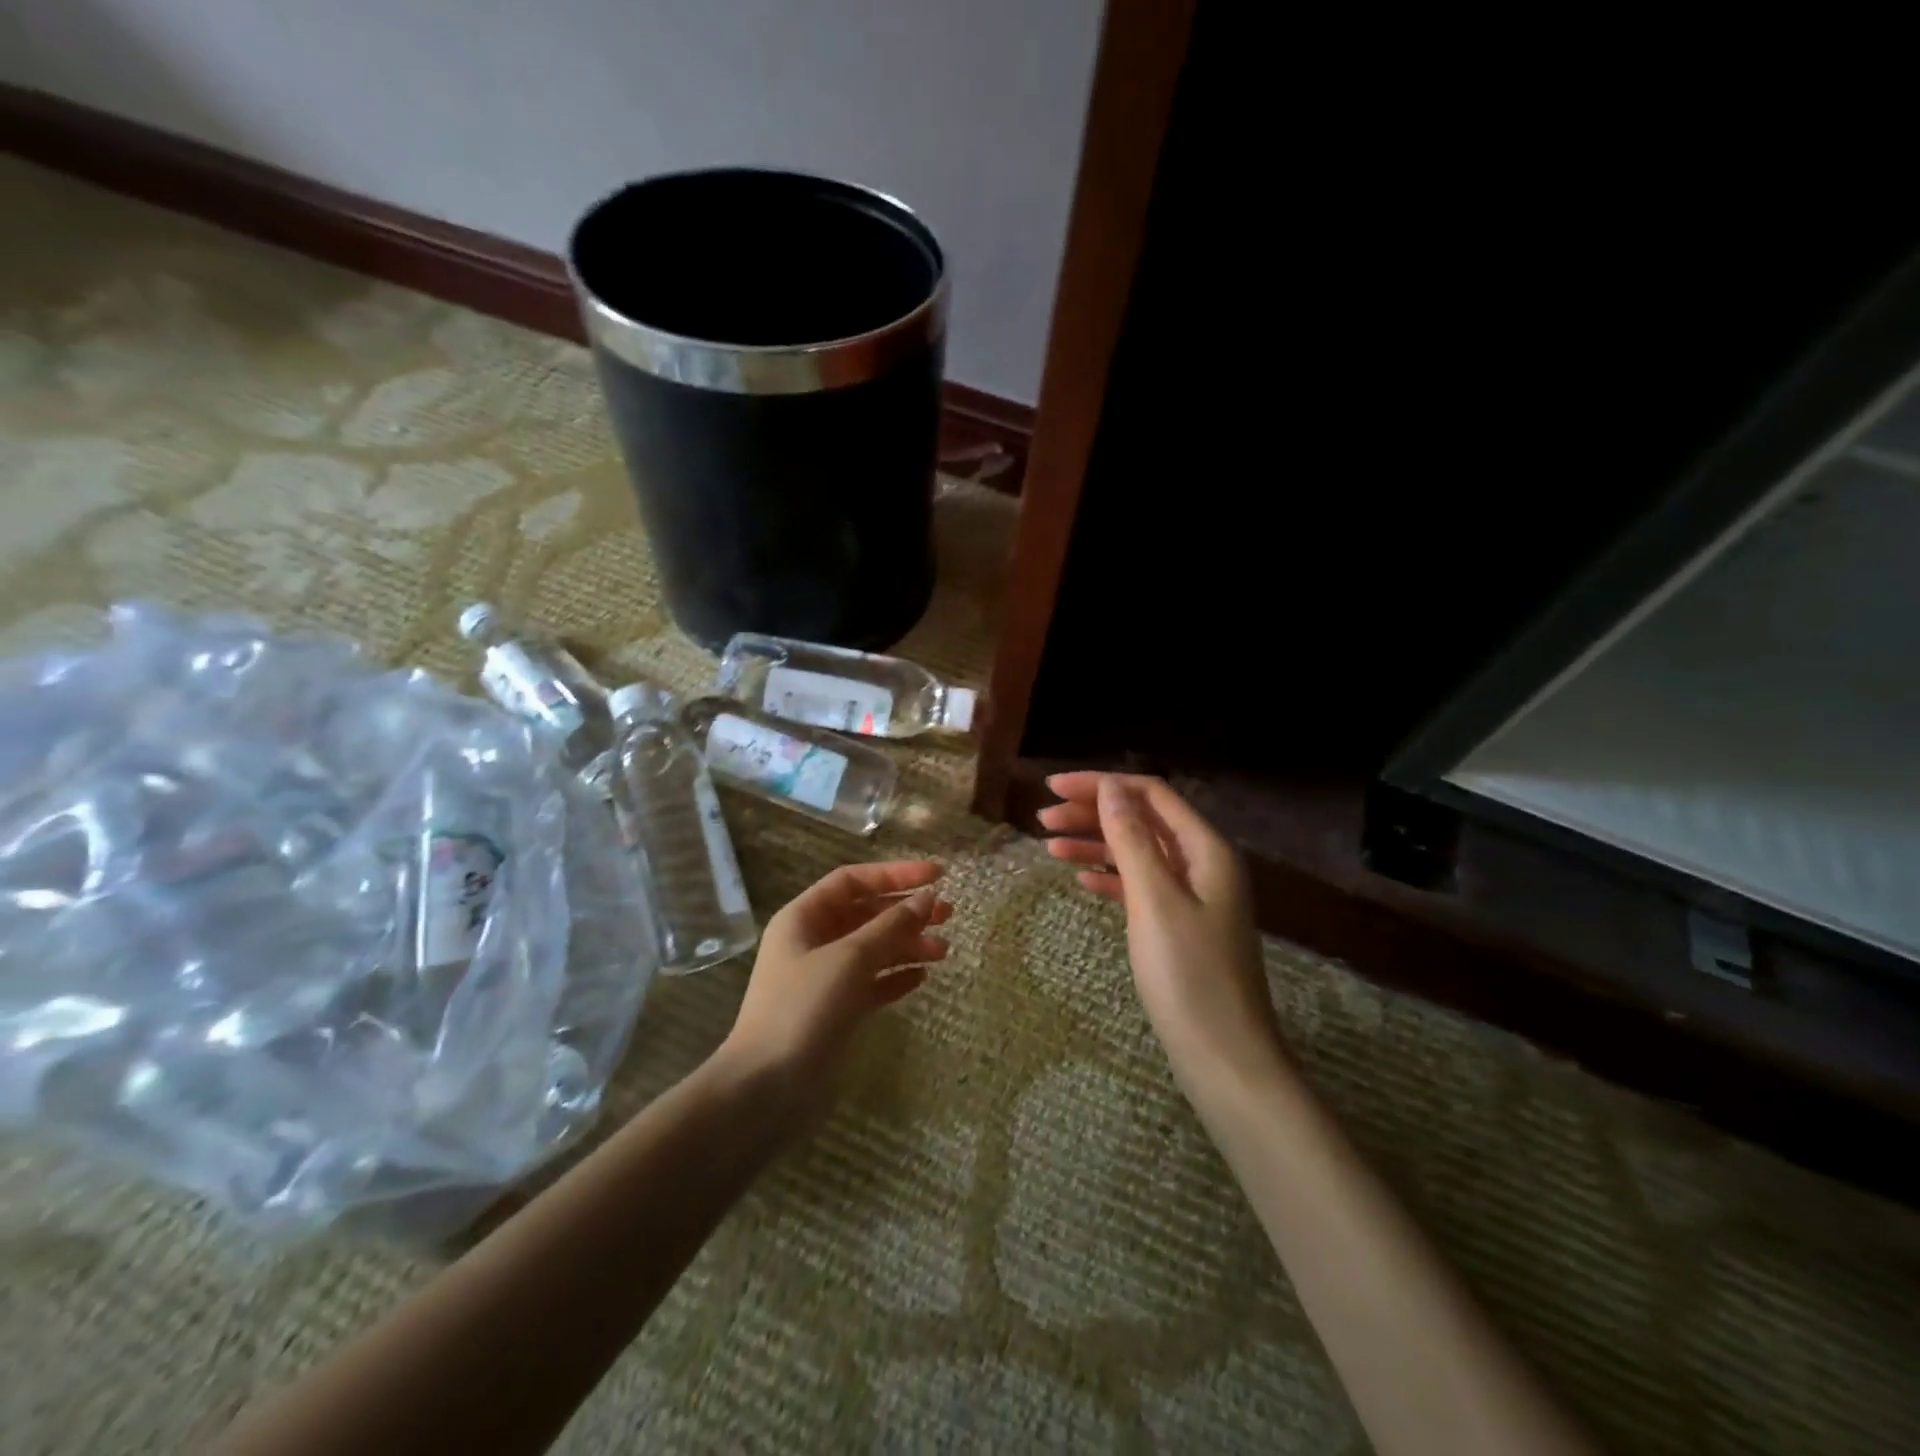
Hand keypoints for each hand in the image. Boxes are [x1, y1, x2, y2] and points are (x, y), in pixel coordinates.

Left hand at [720, 860, 951, 1118]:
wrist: (766, 1090)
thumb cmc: (803, 1010)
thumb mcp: (850, 959)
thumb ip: (890, 926)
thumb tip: (926, 898)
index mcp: (804, 918)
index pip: (854, 880)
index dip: (895, 873)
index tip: (937, 875)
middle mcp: (812, 941)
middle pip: (866, 913)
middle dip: (906, 911)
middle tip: (948, 914)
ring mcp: (823, 978)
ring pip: (873, 949)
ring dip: (907, 945)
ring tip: (944, 952)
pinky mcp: (835, 1011)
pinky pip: (871, 982)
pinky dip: (895, 977)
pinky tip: (921, 978)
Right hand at [1040, 774, 1285, 1089]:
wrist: (1224, 1056)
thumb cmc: (1189, 975)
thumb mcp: (1155, 900)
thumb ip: (1131, 839)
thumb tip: (1110, 787)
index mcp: (1206, 849)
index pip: (1150, 794)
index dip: (1101, 784)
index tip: (1053, 786)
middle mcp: (1202, 862)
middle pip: (1142, 820)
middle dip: (1093, 812)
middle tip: (1042, 817)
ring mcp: (1192, 895)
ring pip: (1138, 852)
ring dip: (1095, 843)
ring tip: (1048, 845)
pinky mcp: (1179, 924)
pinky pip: (1140, 885)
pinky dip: (1110, 877)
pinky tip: (1080, 879)